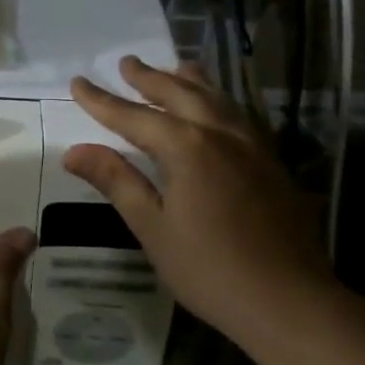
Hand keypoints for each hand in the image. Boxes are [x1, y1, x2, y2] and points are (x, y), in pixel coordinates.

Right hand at [64, 56, 336, 343]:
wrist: (290, 301)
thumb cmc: (209, 269)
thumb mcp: (152, 227)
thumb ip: (117, 182)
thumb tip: (74, 150)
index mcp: (187, 148)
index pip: (133, 115)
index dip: (102, 100)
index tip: (78, 81)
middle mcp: (221, 135)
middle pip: (179, 94)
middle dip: (149, 78)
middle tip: (126, 62)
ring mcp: (253, 147)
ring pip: (218, 100)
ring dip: (190, 81)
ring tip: (175, 67)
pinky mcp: (273, 164)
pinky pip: (240, 117)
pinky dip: (220, 102)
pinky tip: (219, 110)